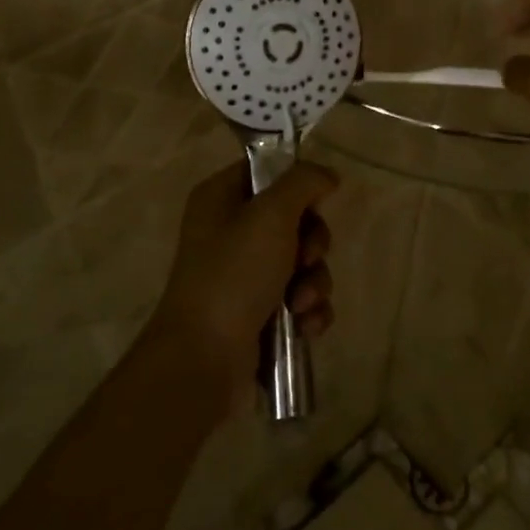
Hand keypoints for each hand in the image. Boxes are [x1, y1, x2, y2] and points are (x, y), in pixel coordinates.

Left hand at [151, 161, 339, 411]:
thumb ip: (303, 183)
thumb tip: (326, 175)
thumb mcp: (271, 215)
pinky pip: (298, 298)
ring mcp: (242, 274)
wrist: (203, 358)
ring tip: (300, 304)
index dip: (297, 185)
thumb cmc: (234, 274)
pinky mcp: (257, 312)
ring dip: (314, 282)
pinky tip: (305, 327)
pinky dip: (308, 311)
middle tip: (306, 258)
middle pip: (294, 219)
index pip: (267, 171)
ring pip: (302, 262)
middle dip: (312, 243)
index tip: (316, 203)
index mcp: (220, 197)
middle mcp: (229, 231)